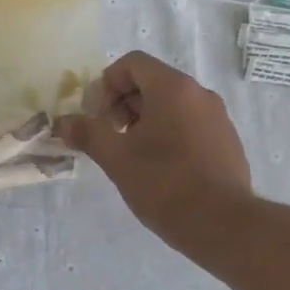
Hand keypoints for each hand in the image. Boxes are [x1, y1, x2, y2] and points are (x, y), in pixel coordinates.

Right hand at [55, 51, 252, 254]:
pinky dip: (169, 133)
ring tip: (132, 155)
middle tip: (110, 137)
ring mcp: (218, 117)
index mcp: (173, 88)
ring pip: (171, 104)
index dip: (107, 84)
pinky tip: (160, 168)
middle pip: (151, 81)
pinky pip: (190, 123)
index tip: (98, 117)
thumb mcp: (117, 158)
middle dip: (123, 103)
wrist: (224, 226)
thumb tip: (62, 122)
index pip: (132, 63)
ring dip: (144, 120)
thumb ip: (87, 133)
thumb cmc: (165, 184)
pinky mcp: (227, 141)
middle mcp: (199, 93)